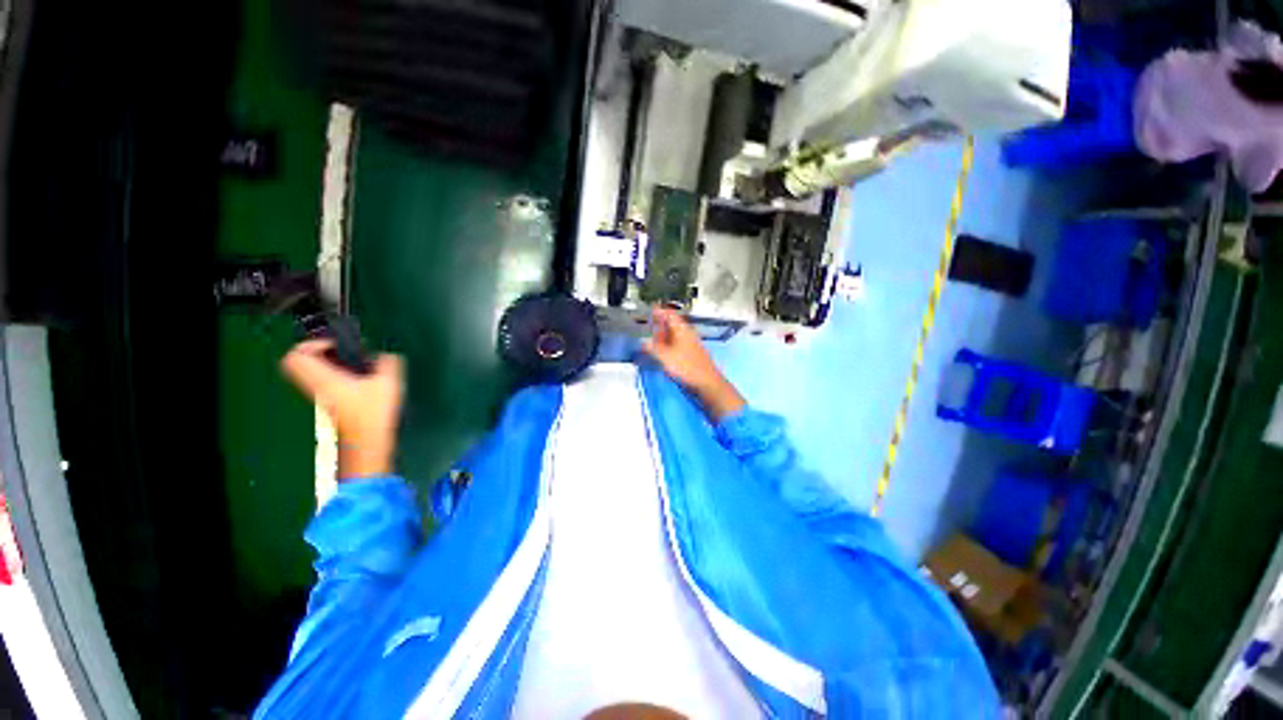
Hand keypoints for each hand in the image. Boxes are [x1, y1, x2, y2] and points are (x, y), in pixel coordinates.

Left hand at [281, 339, 404, 478]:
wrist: (367, 444)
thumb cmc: (374, 414)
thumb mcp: (388, 383)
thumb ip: (388, 363)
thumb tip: (386, 355)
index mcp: (323, 379)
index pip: (297, 355)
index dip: (313, 343)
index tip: (336, 345)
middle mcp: (314, 387)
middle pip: (296, 363)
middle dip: (315, 353)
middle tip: (337, 351)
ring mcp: (318, 398)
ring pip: (307, 374)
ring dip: (324, 364)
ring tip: (349, 365)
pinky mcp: (326, 406)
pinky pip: (319, 383)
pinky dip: (331, 376)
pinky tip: (355, 380)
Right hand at [643, 307, 744, 420]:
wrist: (707, 382)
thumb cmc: (687, 367)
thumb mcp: (665, 357)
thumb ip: (652, 348)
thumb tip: (643, 341)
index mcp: (682, 330)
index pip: (670, 315)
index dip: (660, 311)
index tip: (651, 309)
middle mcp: (687, 334)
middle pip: (672, 325)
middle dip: (660, 325)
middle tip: (649, 326)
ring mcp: (691, 344)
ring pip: (674, 336)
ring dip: (663, 337)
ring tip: (653, 340)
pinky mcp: (692, 355)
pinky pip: (677, 345)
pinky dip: (668, 346)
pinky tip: (663, 353)